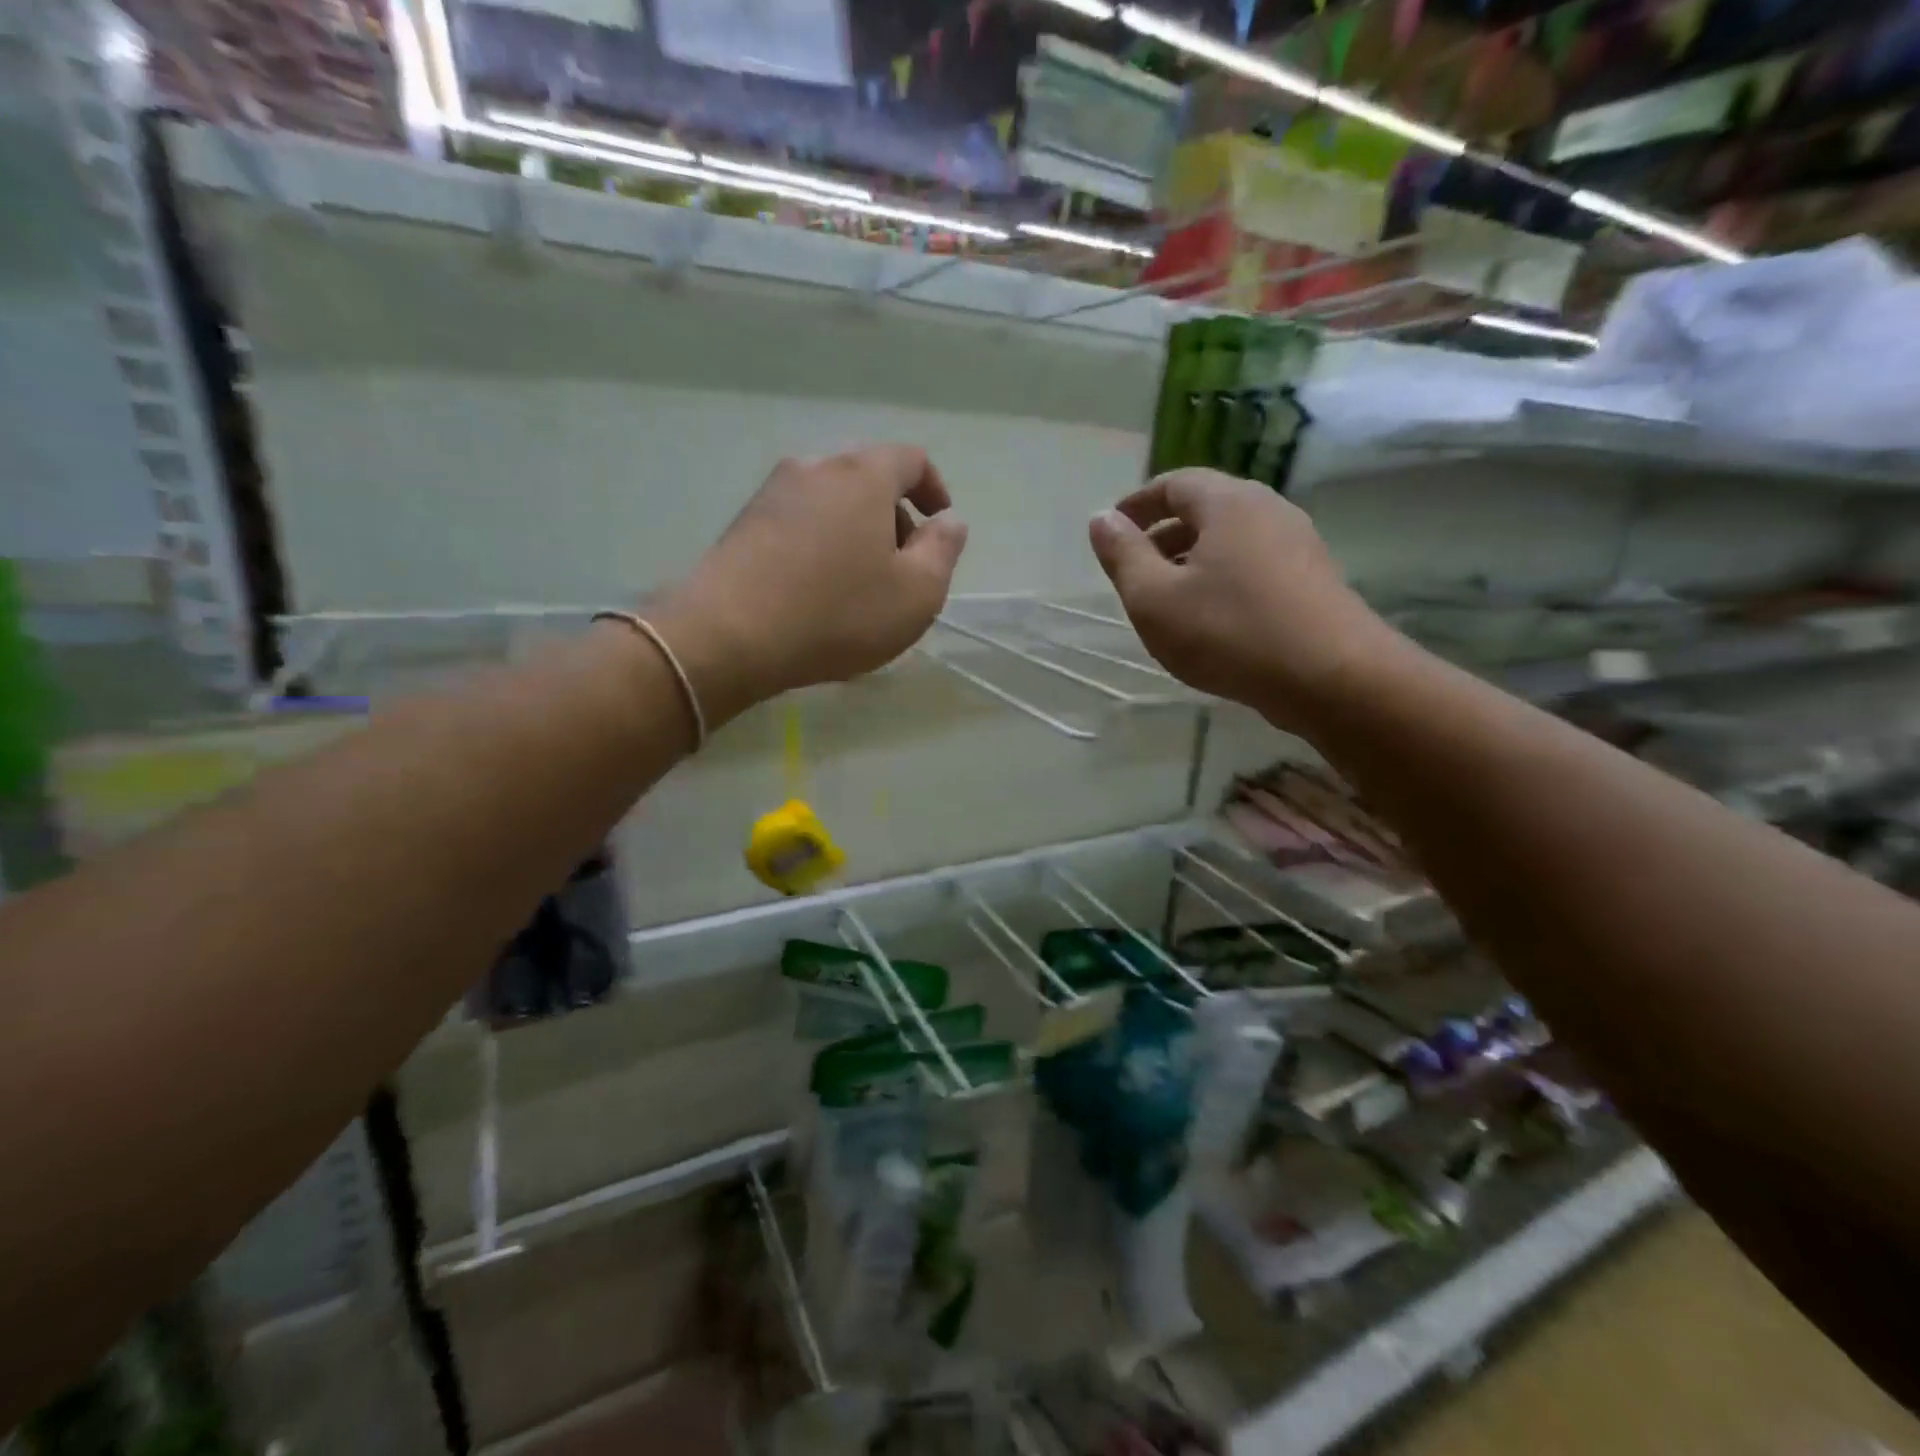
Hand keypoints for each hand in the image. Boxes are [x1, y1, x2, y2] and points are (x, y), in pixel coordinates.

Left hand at [656, 446, 968, 722]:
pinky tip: (817, 589)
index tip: (939, 524)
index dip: (933, 489)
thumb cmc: (837, 613)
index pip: (911, 459)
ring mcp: (772, 492)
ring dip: (856, 532)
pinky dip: (821, 543)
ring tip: (858, 583)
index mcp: (863, 474)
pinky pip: (799, 522)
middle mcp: (815, 467)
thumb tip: (949, 521)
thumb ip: (943, 551)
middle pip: (868, 478)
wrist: (728, 635)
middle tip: (902, 566)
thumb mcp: (916, 594)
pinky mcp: (743, 522)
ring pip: (831, 501)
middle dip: (894, 516)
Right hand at [1087, 469, 1394, 724]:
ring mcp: (1298, 544)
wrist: (1332, 677)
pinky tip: (1212, 620)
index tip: (1112, 529)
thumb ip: (1123, 555)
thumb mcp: (1154, 598)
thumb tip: (1101, 518)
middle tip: (1135, 569)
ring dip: (1193, 560)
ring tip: (1169, 599)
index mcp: (1228, 503)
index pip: (1174, 483)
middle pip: (1206, 509)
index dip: (1137, 503)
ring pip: (1231, 540)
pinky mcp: (1314, 580)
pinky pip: (1254, 566)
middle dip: (1164, 533)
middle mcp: (1268, 510)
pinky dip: (1222, 579)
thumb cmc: (1229, 632)